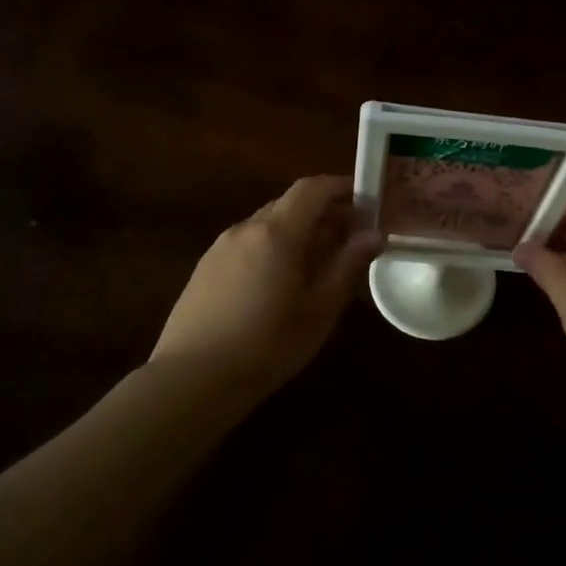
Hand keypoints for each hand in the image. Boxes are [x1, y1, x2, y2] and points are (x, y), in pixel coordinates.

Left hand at [151, 176, 380, 397]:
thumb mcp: (319, 309)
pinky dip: (275, 246)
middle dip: (325, 212)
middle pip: (290, 203)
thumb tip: (373, 234)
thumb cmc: (267, 346)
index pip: (312, 188)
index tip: (367, 202)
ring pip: (269, 223)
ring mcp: (221, 246)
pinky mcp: (206, 266)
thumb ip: (347, 265)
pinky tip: (283, 281)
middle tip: (352, 237)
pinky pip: (250, 242)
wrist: (192, 378)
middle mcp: (246, 228)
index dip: (342, 187)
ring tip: (321, 263)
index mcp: (276, 233)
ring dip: (300, 231)